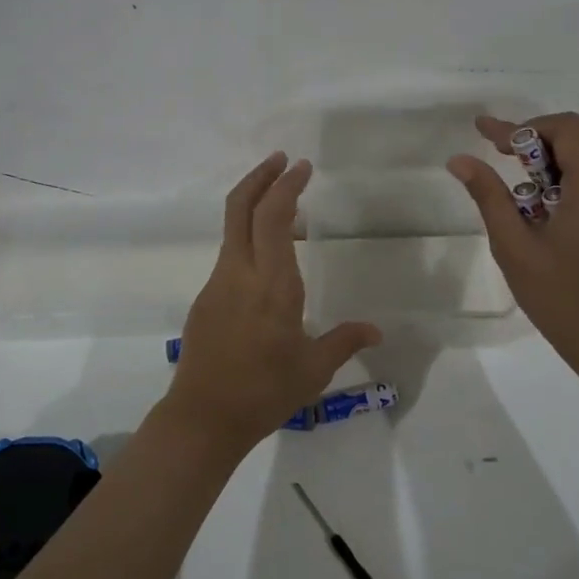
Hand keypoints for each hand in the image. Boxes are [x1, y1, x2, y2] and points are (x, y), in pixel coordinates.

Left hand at [164, 153, 382, 455]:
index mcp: (272, 283)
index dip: (286, 185)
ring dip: (254, 203)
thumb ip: (344, 341)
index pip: (273, 216)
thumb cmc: (264, 392)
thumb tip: (375, 330)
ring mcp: (218, 282)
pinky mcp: (206, 298)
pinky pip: (230, 253)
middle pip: (240, 206)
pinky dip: (249, 236)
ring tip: (285, 206)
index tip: (302, 167)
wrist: (203, 418)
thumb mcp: (313, 369)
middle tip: (284, 161)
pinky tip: (269, 257)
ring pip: (232, 227)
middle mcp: (240, 272)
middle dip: (261, 175)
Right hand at [448, 112, 578, 375]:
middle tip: (492, 156)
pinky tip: (534, 213)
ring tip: (511, 197)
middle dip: (530, 145)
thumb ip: (488, 196)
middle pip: (572, 143)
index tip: (489, 137)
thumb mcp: (514, 246)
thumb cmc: (560, 297)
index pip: (566, 129)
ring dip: (542, 169)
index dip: (525, 127)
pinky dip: (557, 187)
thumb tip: (459, 160)